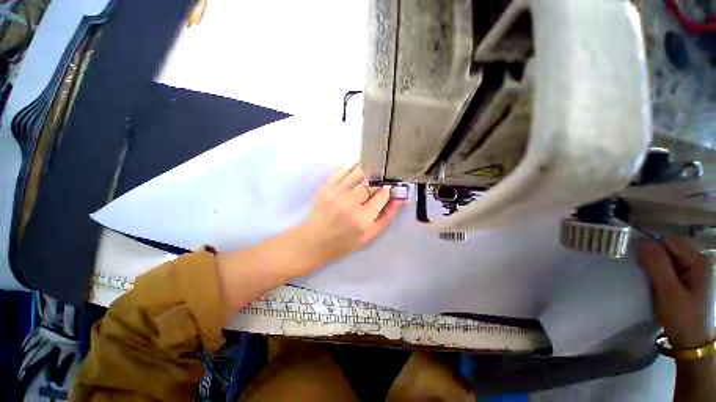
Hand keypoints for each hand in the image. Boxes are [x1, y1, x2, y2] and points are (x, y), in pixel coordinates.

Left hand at [295, 165, 404, 268]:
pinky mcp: (325, 187)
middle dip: (379, 180)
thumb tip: (401, 198)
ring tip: (370, 174)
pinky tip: (357, 169)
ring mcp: (336, 193)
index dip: (389, 189)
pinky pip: (342, 170)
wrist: (313, 242)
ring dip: (368, 171)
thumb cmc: (344, 242)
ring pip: (358, 172)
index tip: (389, 188)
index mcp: (363, 218)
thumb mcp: (370, 236)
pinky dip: (353, 167)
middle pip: (371, 181)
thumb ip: (387, 216)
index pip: (382, 194)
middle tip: (380, 181)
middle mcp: (350, 203)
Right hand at [637, 238, 714, 348]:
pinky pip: (673, 272)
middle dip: (654, 259)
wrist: (694, 345)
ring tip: (648, 282)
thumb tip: (640, 241)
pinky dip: (661, 277)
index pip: (669, 242)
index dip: (652, 249)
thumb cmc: (683, 318)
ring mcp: (697, 275)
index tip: (637, 262)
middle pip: (671, 251)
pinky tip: (656, 288)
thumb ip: (657, 265)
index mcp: (699, 261)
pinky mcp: (691, 285)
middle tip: (642, 274)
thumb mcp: (668, 292)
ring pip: (670, 262)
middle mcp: (700, 263)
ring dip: (657, 269)